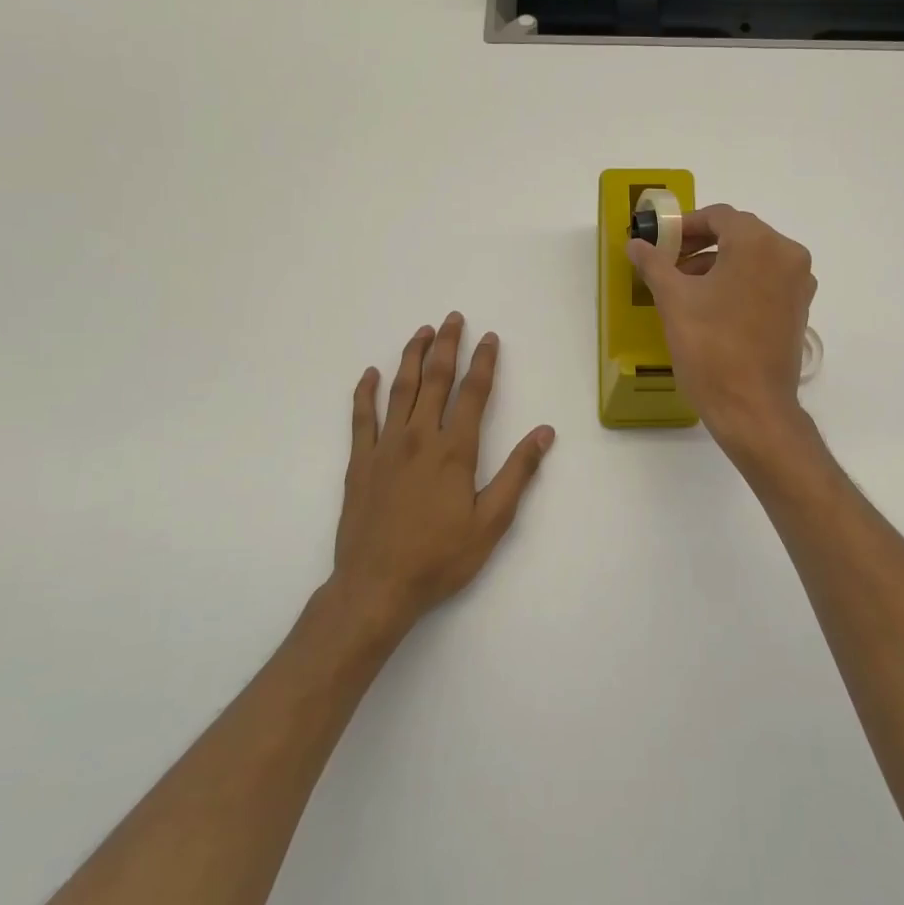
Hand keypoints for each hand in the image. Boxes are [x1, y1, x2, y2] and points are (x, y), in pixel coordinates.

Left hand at [329, 313, 554, 635]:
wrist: (376, 587)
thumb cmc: (440, 556)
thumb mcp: (492, 521)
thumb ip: (518, 473)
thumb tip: (544, 432)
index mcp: (454, 450)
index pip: (473, 393)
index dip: (484, 362)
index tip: (489, 337)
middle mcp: (419, 437)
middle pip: (435, 380)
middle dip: (447, 346)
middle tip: (453, 318)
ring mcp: (385, 447)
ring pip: (400, 389)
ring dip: (412, 357)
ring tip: (421, 332)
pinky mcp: (359, 462)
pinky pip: (361, 417)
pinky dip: (365, 392)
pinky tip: (370, 374)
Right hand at [626, 205, 815, 449]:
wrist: (752, 408)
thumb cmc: (711, 347)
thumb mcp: (674, 301)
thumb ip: (654, 264)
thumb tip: (637, 244)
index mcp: (759, 243)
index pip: (719, 216)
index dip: (685, 225)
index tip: (660, 242)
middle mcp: (787, 255)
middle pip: (738, 234)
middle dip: (700, 244)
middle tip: (668, 262)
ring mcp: (798, 284)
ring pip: (753, 258)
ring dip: (718, 264)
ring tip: (684, 287)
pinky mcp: (799, 310)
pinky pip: (765, 281)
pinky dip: (739, 283)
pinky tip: (711, 306)